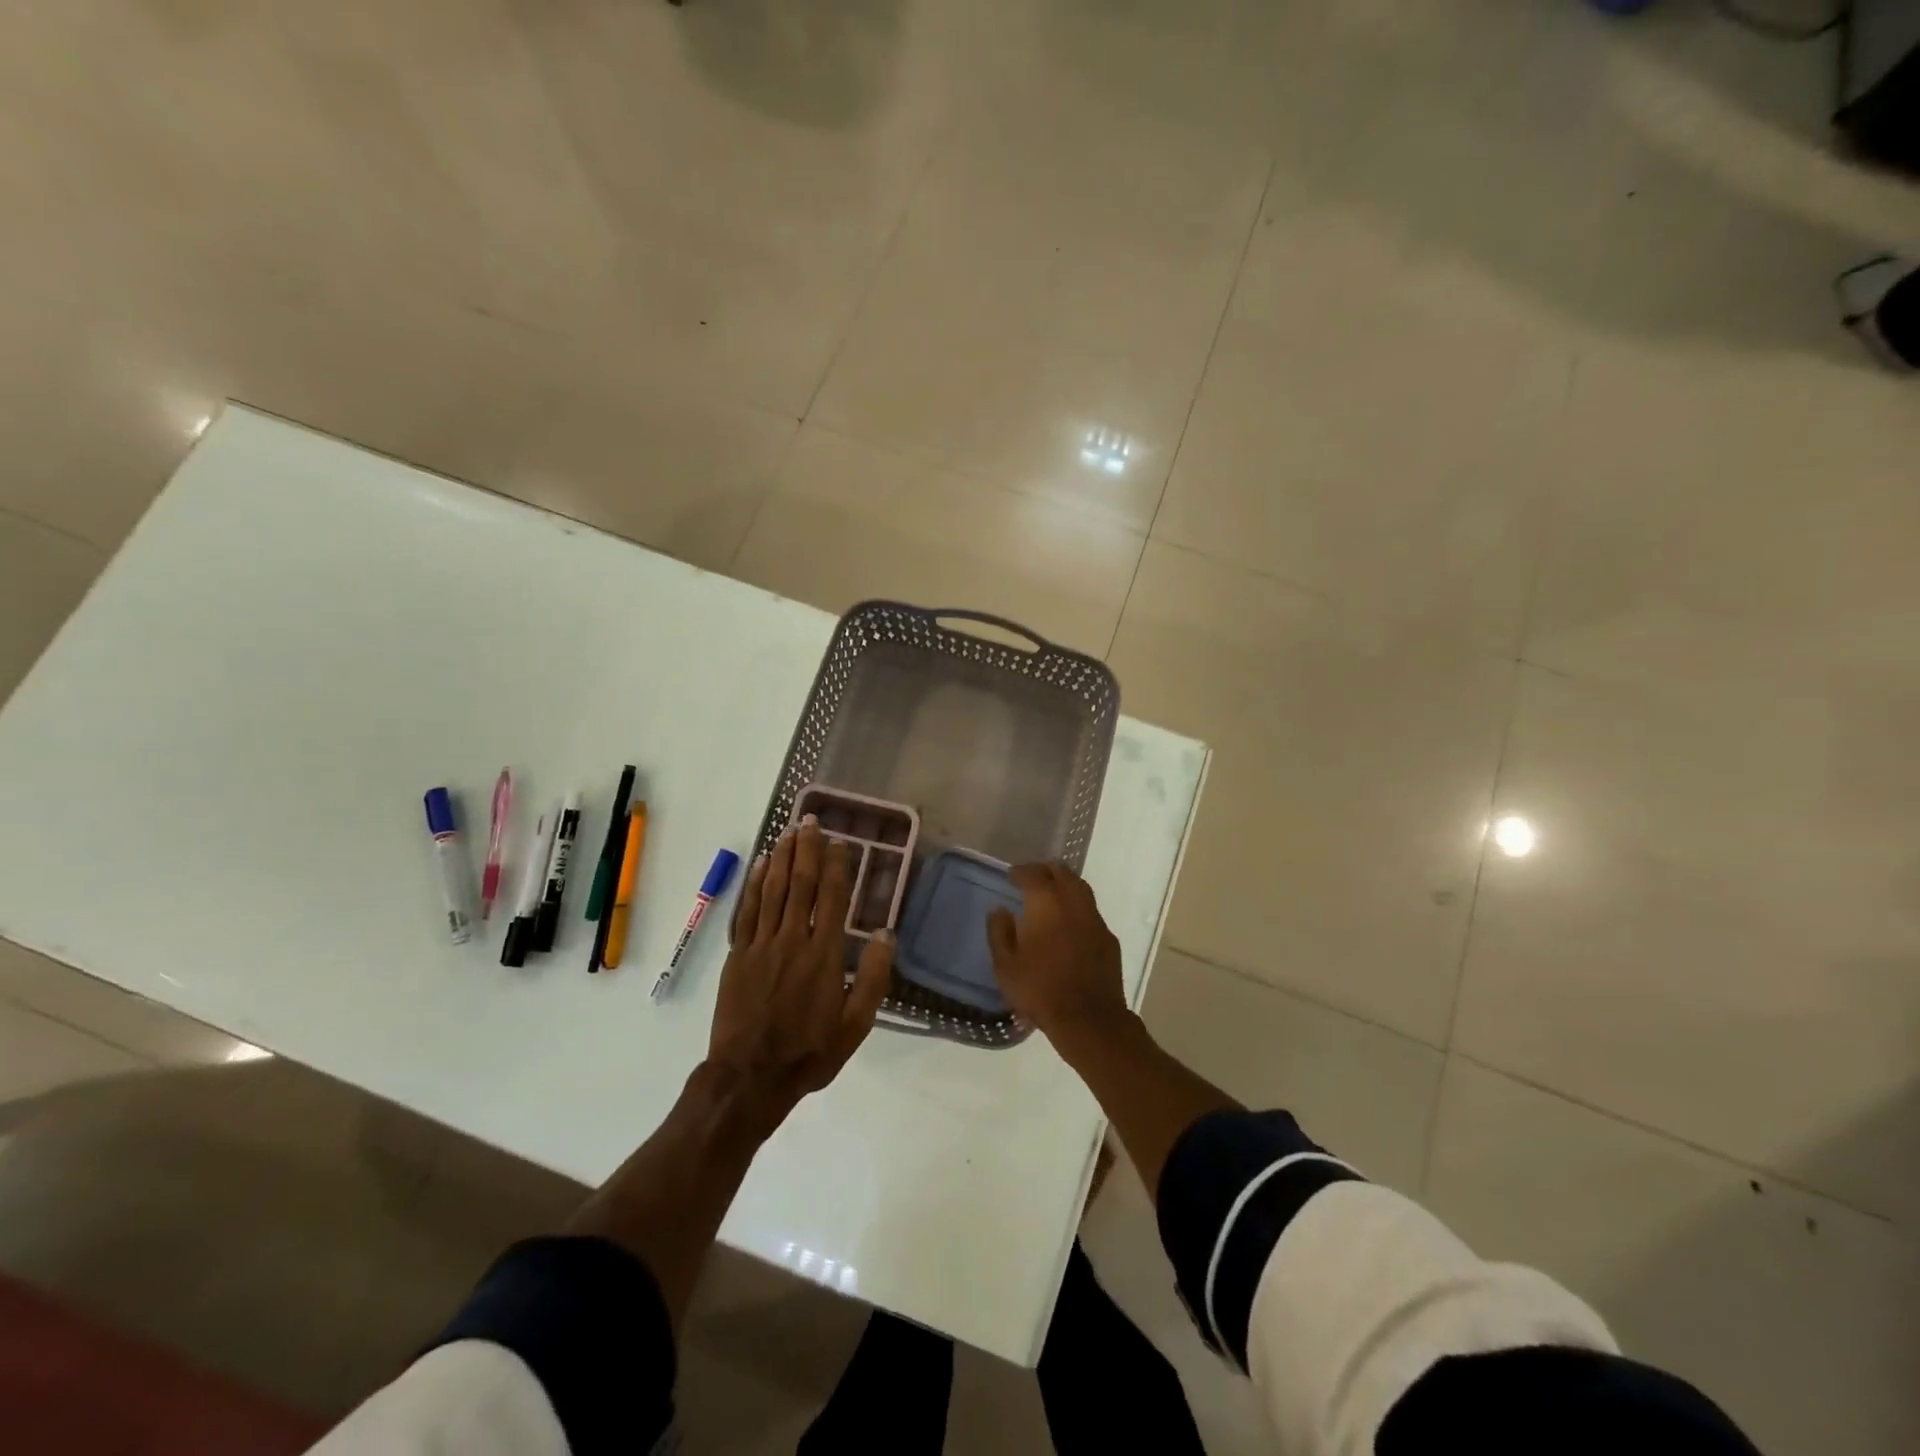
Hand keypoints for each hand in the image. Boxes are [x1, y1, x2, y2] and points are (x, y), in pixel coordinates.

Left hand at [708, 819, 892, 1126]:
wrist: (750, 1077)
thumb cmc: (809, 1051)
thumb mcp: (855, 1024)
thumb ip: (872, 977)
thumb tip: (885, 933)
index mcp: (823, 955)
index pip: (831, 898)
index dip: (836, 866)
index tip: (840, 842)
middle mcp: (792, 940)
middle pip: (800, 884)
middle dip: (806, 850)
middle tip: (810, 821)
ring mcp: (761, 945)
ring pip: (772, 890)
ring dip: (781, 857)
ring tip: (788, 831)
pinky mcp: (739, 955)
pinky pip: (748, 910)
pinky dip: (755, 884)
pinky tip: (761, 864)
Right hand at [987, 864, 1128, 1048]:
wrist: (1088, 1019)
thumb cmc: (1040, 990)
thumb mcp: (1005, 966)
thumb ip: (999, 933)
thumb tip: (999, 910)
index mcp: (1046, 903)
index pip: (1033, 874)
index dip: (1021, 871)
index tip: (1012, 876)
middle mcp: (1073, 903)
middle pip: (1062, 872)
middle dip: (1046, 871)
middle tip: (1033, 878)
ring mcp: (1095, 919)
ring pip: (1081, 888)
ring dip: (1065, 885)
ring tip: (1052, 895)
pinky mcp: (1109, 938)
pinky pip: (1091, 912)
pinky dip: (1078, 908)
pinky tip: (1070, 923)